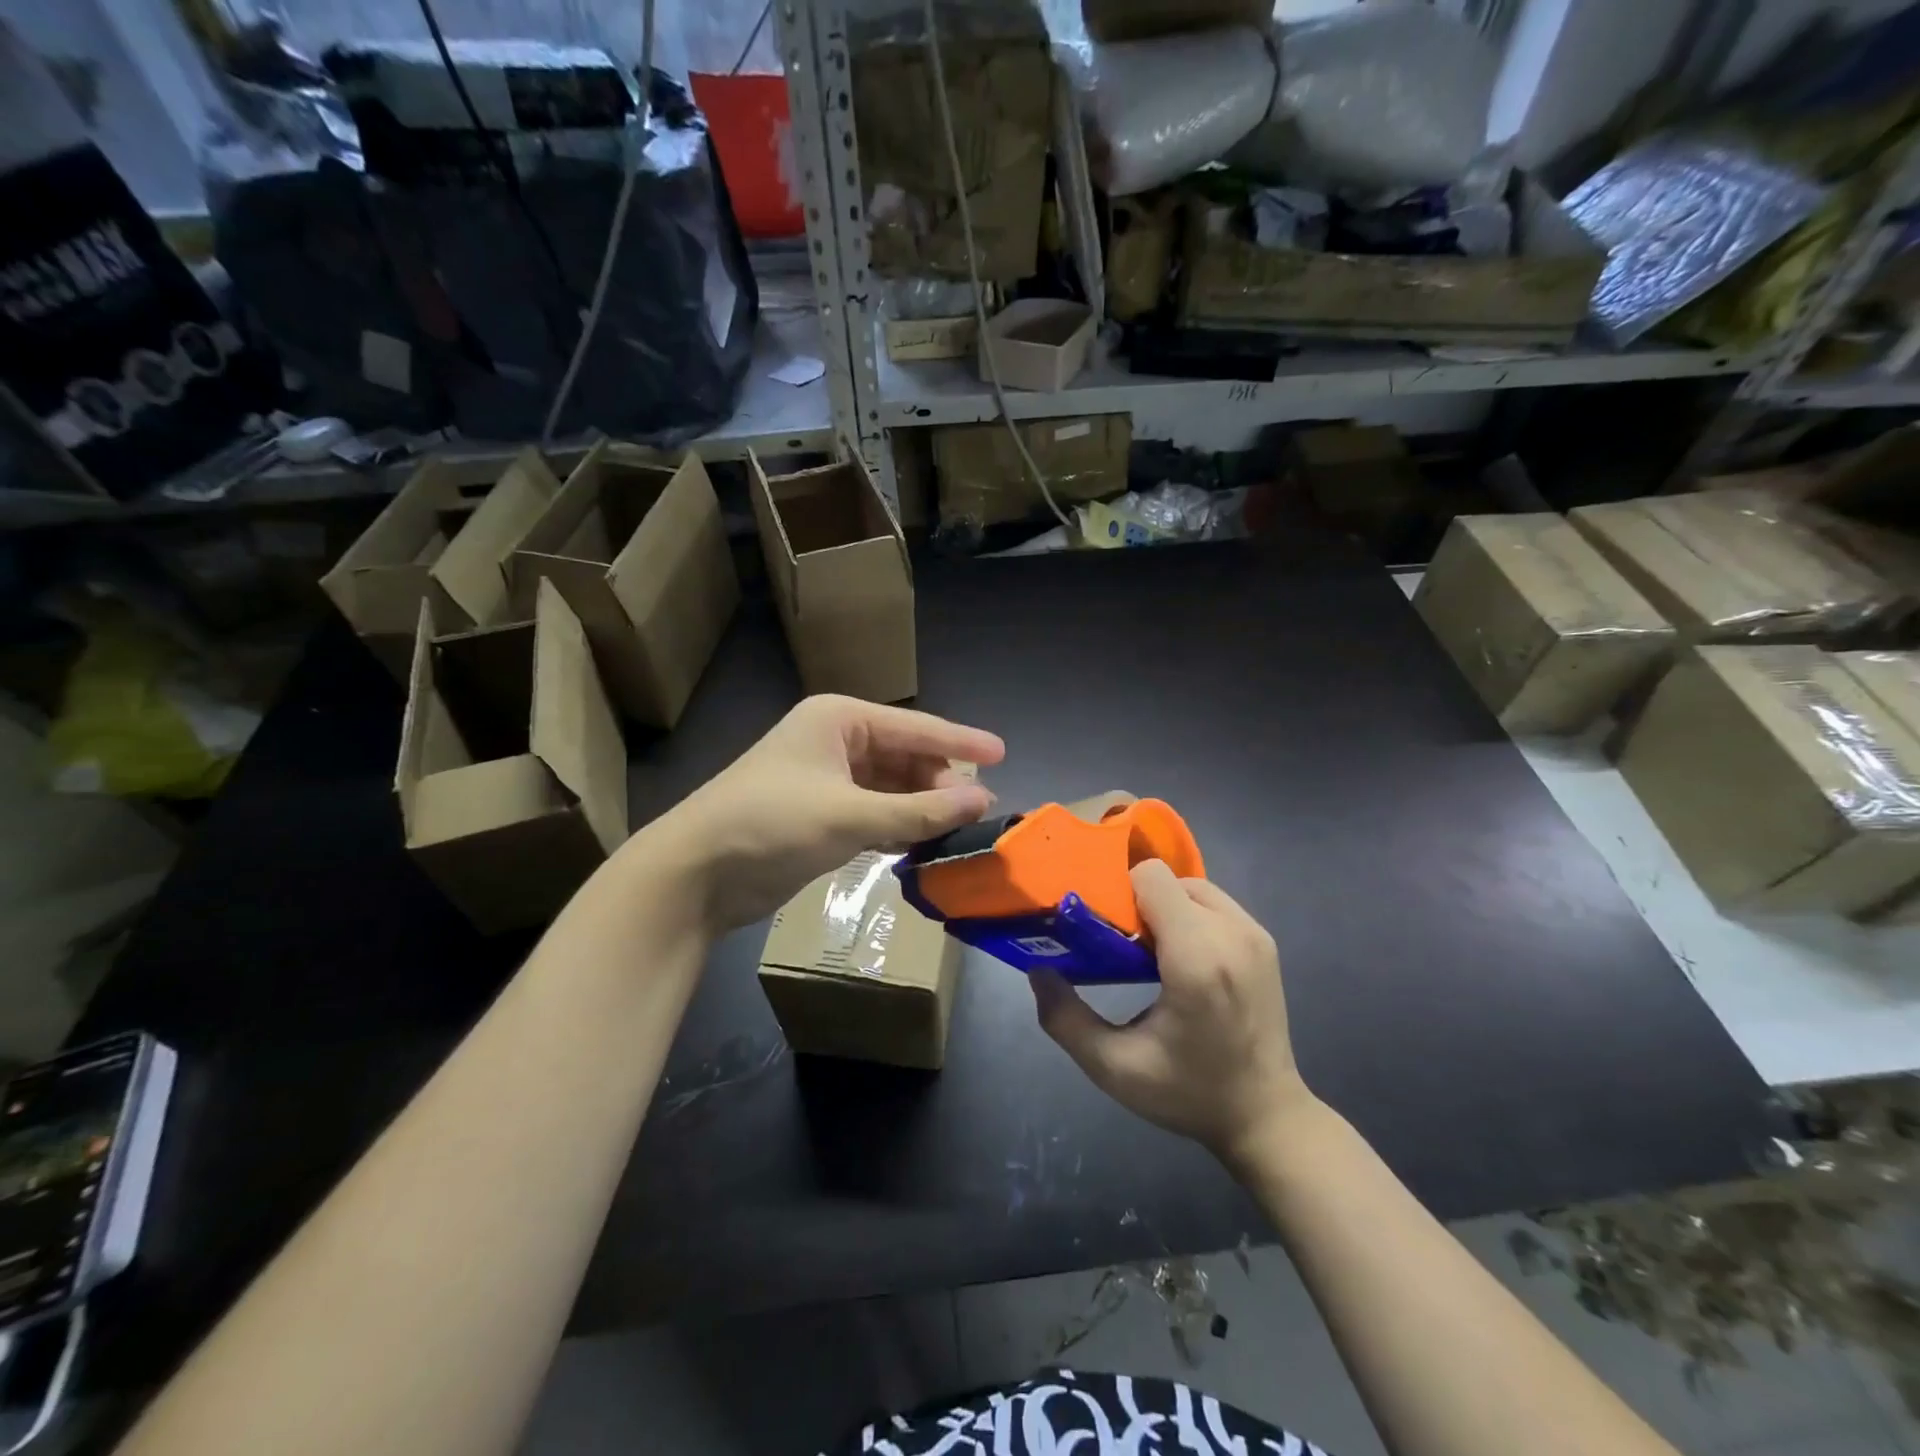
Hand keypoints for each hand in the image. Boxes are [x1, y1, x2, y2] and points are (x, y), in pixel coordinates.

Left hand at [645, 695, 1004, 932]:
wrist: (696, 873)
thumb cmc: (771, 824)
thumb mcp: (850, 815)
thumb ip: (919, 810)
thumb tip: (983, 800)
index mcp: (840, 720)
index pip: (915, 727)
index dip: (960, 741)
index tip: (1003, 753)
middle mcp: (836, 742)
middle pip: (905, 757)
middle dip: (940, 783)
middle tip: (978, 813)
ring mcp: (827, 780)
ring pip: (891, 789)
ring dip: (921, 809)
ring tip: (959, 832)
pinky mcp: (821, 816)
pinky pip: (874, 813)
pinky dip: (898, 827)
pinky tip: (923, 845)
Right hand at [1031, 860, 1309, 1165]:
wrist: (1267, 1117)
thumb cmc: (1188, 1093)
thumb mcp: (1114, 1067)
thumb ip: (1065, 1019)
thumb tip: (1038, 971)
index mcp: (1196, 958)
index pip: (1152, 877)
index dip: (1120, 893)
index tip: (1106, 929)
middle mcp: (1231, 934)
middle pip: (1168, 880)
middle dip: (1139, 903)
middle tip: (1123, 946)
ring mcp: (1254, 934)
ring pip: (1192, 887)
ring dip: (1166, 907)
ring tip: (1152, 953)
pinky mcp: (1265, 941)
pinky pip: (1215, 904)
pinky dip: (1191, 916)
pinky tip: (1182, 958)